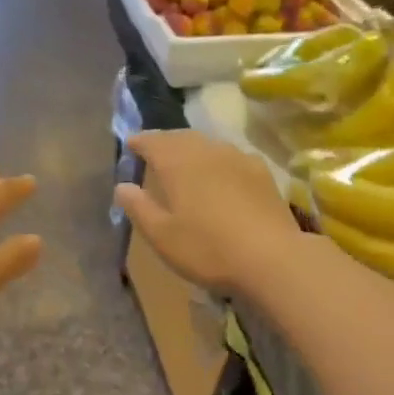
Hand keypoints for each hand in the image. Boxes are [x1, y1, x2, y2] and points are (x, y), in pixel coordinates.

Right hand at [114, 131, 298, 293]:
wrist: (271, 258)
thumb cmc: (207, 248)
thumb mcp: (162, 235)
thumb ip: (139, 208)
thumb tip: (122, 186)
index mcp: (177, 162)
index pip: (153, 141)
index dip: (139, 141)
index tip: (130, 144)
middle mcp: (207, 150)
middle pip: (181, 137)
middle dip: (165, 142)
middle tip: (155, 152)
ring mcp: (238, 158)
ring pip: (208, 144)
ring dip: (192, 149)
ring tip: (185, 163)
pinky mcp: (261, 172)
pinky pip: (231, 157)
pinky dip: (217, 160)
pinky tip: (221, 175)